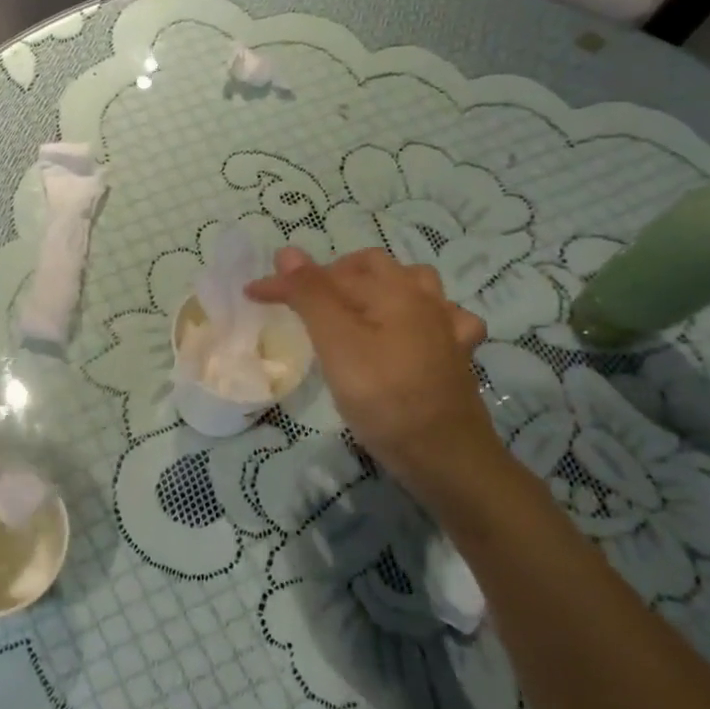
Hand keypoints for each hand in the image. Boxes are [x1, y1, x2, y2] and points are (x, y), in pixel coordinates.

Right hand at [247, 248, 500, 494]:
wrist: (445, 456)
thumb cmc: (383, 397)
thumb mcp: (336, 344)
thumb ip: (310, 296)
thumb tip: (286, 252)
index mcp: (393, 290)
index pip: (327, 275)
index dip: (287, 282)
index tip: (252, 295)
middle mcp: (424, 299)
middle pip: (375, 268)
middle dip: (335, 275)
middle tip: (303, 300)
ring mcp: (447, 328)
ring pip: (413, 287)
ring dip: (380, 287)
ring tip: (353, 308)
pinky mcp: (456, 357)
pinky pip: (442, 321)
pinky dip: (420, 317)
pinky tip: (410, 334)